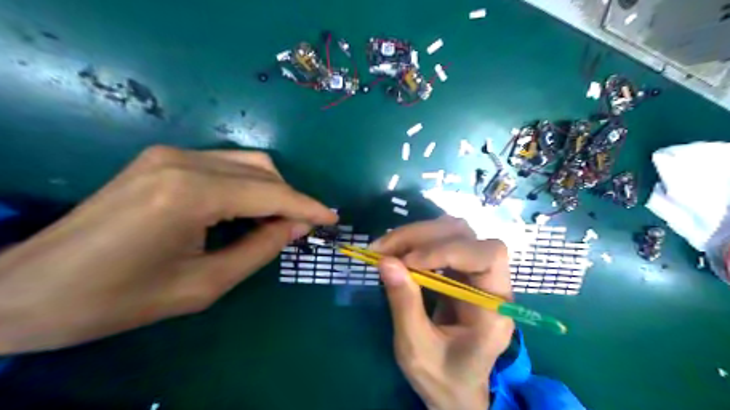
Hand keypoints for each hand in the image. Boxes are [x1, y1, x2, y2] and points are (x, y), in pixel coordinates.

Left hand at [1, 146, 338, 351]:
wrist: (31, 289)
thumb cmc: (120, 299)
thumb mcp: (204, 285)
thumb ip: (260, 249)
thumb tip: (296, 226)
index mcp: (191, 193)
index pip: (271, 192)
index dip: (307, 207)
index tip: (333, 218)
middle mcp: (183, 160)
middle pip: (263, 169)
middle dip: (290, 198)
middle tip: (300, 229)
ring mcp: (169, 154)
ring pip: (246, 162)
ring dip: (271, 190)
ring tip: (276, 222)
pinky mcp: (160, 159)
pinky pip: (223, 165)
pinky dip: (246, 186)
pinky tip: (245, 210)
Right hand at [373, 216, 514, 408]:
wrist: (456, 389)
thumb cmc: (442, 377)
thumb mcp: (416, 348)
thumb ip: (404, 304)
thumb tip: (386, 261)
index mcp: (494, 310)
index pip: (488, 257)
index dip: (448, 250)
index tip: (408, 261)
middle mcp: (492, 284)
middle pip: (466, 236)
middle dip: (422, 236)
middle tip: (382, 248)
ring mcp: (476, 274)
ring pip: (453, 232)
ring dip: (417, 235)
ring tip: (385, 248)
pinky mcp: (460, 272)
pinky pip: (441, 243)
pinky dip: (416, 242)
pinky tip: (397, 252)